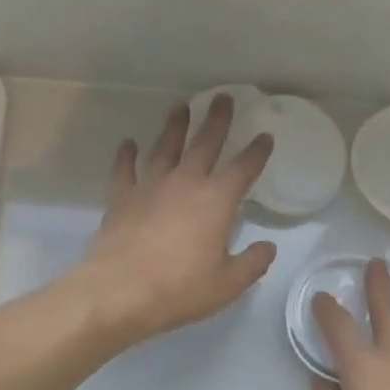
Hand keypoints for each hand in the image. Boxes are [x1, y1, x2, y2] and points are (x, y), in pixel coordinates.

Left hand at [77, 94, 277, 343]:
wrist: (120, 291)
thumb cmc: (180, 288)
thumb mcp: (227, 284)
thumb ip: (252, 263)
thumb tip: (268, 248)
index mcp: (216, 201)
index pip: (243, 168)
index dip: (257, 151)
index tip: (265, 136)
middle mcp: (185, 183)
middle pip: (204, 143)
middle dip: (216, 120)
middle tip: (223, 97)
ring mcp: (150, 187)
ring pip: (165, 147)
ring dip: (174, 126)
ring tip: (180, 107)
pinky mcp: (121, 198)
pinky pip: (124, 169)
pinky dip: (127, 155)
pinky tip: (129, 144)